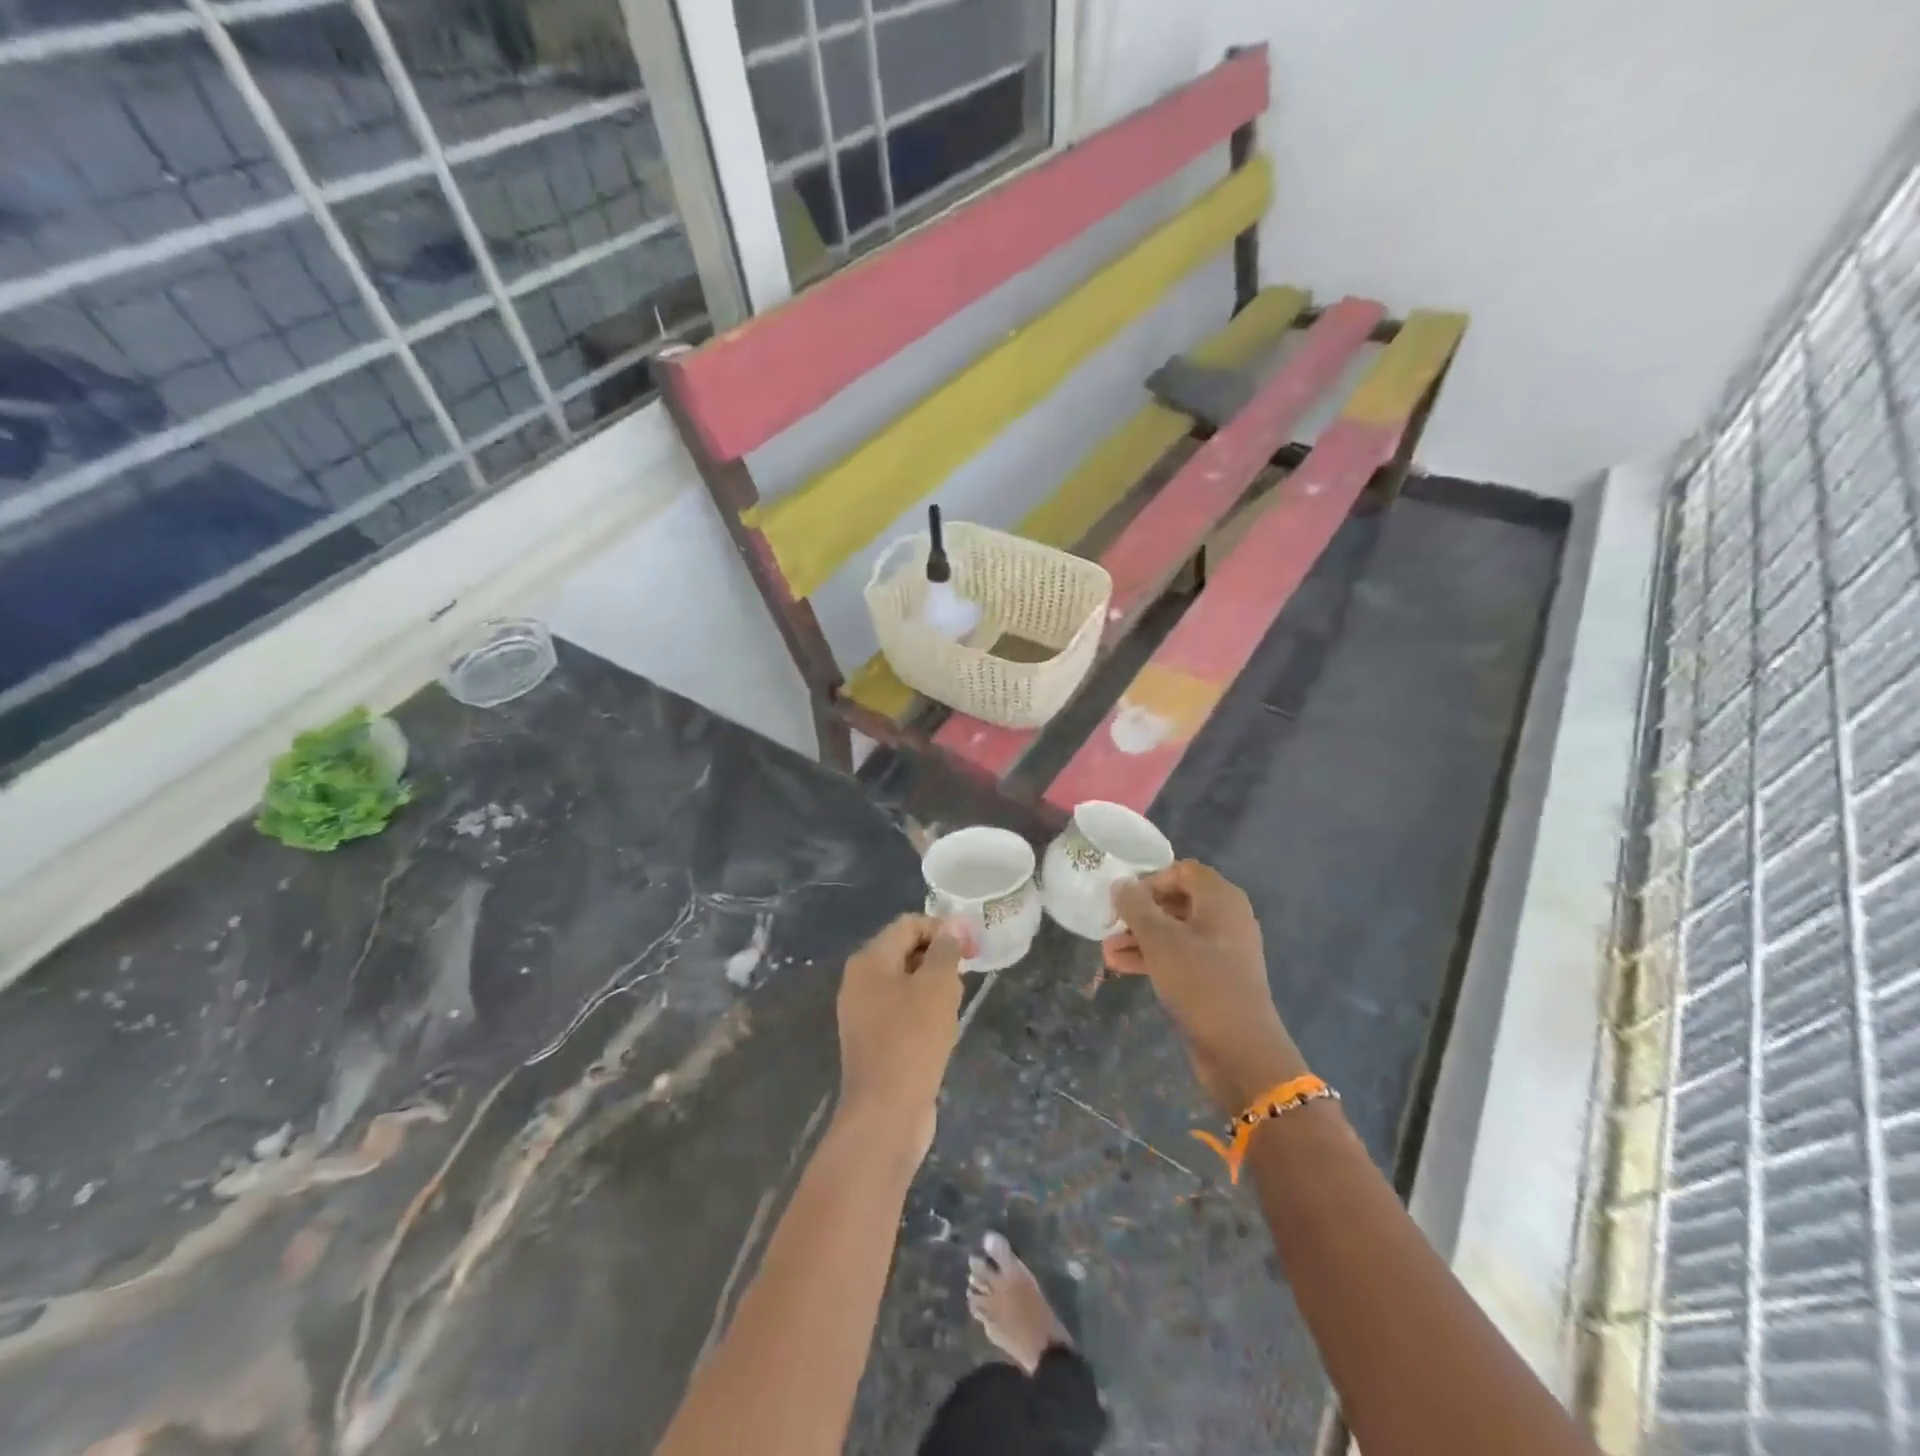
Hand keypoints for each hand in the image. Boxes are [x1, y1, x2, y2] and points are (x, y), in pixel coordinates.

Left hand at [835, 914, 969, 1159]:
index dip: (943, 930)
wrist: (885, 1114)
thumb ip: (946, 950)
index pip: (909, 925)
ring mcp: (864, 1013)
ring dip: (935, 989)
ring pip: (907, 984)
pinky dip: (924, 1014)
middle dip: (940, 960)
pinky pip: (902, 1012)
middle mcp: (860, 981)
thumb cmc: (912, 1041)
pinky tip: (943, 1033)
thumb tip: (954, 922)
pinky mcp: (873, 1040)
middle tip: (964, 981)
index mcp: (869, 961)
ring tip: (953, 1010)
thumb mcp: (937, 987)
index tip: (973, 950)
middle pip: (906, 951)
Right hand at [1104, 861, 1306, 1114]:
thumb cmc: (1200, 982)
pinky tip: (1122, 967)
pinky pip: (1181, 956)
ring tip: (1107, 952)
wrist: (1241, 1050)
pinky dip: (1154, 957)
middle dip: (1139, 913)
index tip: (1122, 900)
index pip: (1181, 870)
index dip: (1149, 880)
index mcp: (1221, 899)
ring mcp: (1223, 949)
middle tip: (1109, 926)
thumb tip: (1120, 883)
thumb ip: (1136, 907)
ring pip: (1175, 931)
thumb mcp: (1160, 940)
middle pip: (1176, 901)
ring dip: (1140, 938)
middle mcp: (1226, 918)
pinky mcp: (1217, 977)